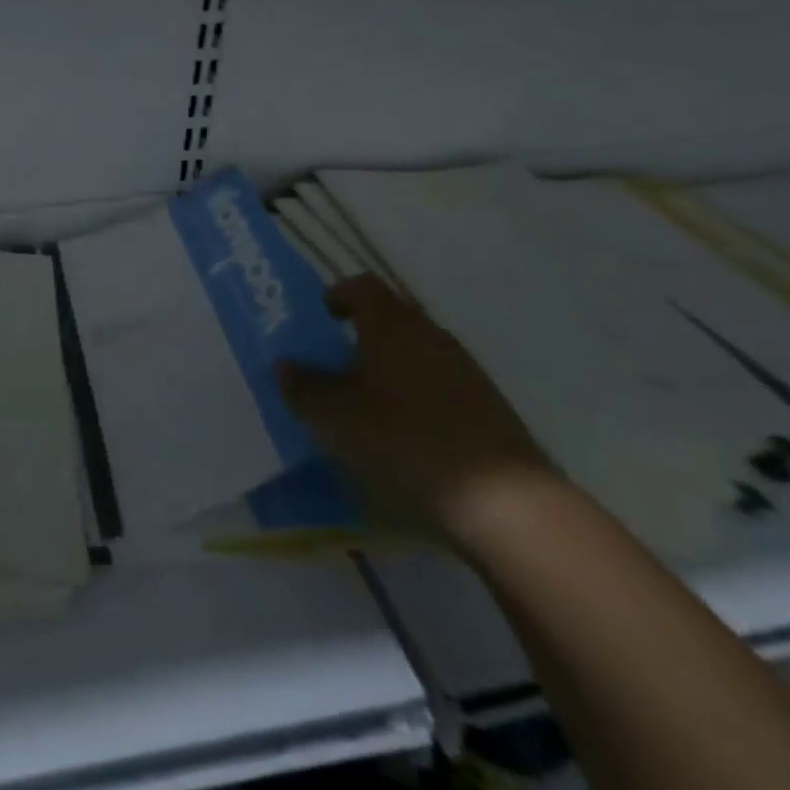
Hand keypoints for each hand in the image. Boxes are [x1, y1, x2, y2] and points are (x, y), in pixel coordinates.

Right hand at [274, 274, 554, 548]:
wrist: (506, 503)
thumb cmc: (405, 442)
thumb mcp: (335, 419)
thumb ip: (303, 389)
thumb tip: (283, 364)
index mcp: (390, 324)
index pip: (361, 285)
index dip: (338, 295)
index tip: (320, 318)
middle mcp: (429, 334)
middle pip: (390, 315)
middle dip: (360, 332)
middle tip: (333, 361)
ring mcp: (464, 368)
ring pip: (415, 349)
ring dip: (389, 363)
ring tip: (365, 400)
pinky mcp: (487, 404)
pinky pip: (438, 380)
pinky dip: (416, 392)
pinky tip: (405, 430)